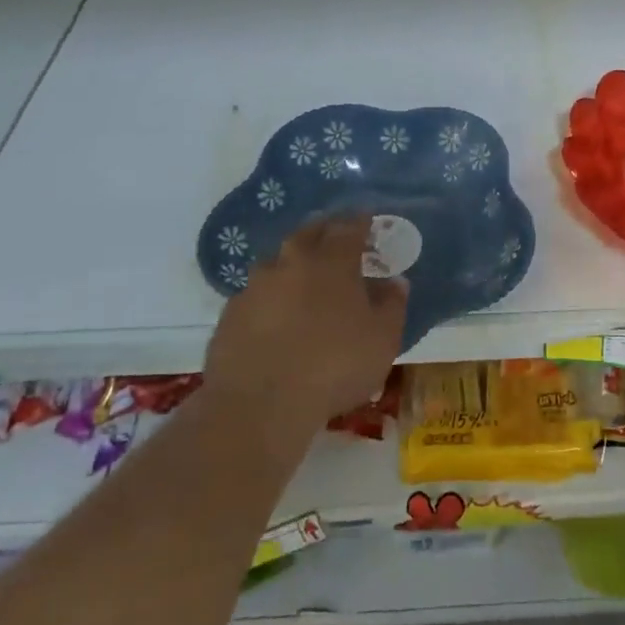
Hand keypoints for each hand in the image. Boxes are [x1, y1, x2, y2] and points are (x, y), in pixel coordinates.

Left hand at [203, 215, 405, 437]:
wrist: (258, 406)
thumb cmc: (334, 366)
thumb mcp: (382, 339)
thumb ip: (392, 305)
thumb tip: (394, 282)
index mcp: (332, 261)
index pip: (349, 227)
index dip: (360, 221)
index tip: (367, 219)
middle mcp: (292, 262)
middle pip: (309, 233)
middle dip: (325, 231)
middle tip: (336, 238)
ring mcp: (255, 286)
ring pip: (278, 262)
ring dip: (293, 263)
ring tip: (304, 279)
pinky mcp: (230, 314)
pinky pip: (256, 294)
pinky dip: (270, 297)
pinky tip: (276, 316)